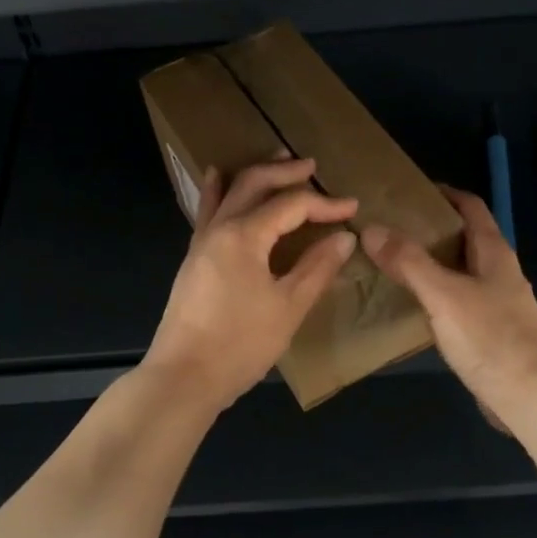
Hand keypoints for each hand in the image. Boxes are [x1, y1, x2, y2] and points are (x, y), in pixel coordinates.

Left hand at [144, 157, 358, 411]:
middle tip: (311, 165)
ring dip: (254, 174)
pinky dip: (220, 191)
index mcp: (244, 235)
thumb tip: (343, 237)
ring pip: (228, 192)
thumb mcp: (288, 307)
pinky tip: (219, 180)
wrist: (184, 377)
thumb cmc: (241, 344)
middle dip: (285, 172)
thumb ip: (317, 268)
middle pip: (253, 183)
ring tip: (274, 160)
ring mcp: (201, 242)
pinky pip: (209, 211)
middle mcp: (219, 228)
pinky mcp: (193, 259)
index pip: (291, 205)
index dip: (324, 204)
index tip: (352, 208)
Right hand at [362, 186, 536, 420]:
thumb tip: (371, 228)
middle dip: (430, 228)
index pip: (471, 207)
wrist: (529, 398)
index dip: (444, 193)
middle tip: (389, 227)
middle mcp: (499, 272)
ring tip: (391, 262)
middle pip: (464, 238)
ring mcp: (497, 303)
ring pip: (460, 270)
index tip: (408, 191)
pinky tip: (411, 305)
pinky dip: (434, 294)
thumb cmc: (490, 338)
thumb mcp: (443, 294)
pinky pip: (457, 300)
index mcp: (494, 253)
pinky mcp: (490, 331)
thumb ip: (408, 262)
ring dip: (430, 263)